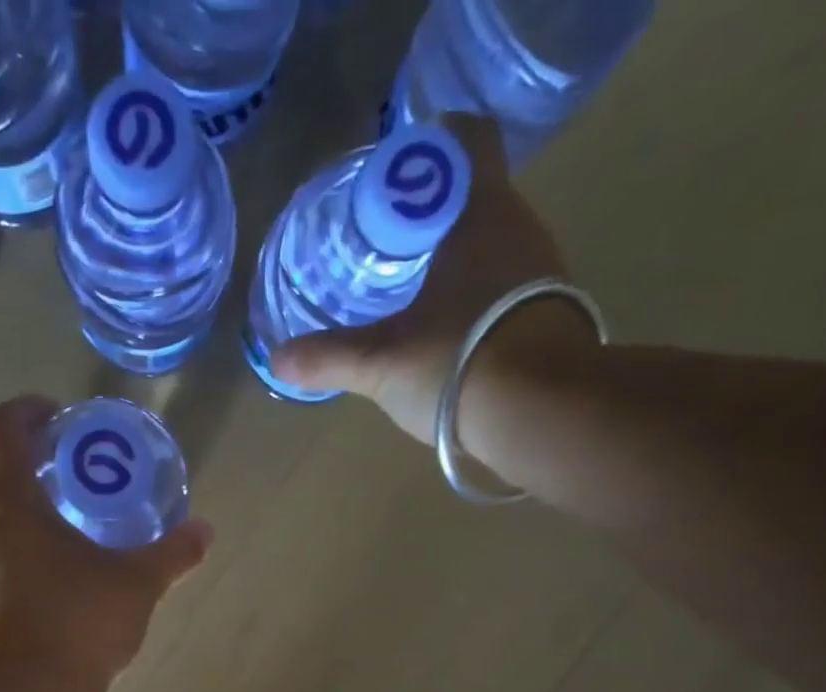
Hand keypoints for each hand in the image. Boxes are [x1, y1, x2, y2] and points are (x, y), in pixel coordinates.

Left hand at [0, 396, 213, 685]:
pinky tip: (31, 576)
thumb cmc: (80, 626)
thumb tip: (205, 532)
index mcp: (8, 502)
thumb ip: (172, 553)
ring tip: (45, 523)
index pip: (3, 427)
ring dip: (2, 505)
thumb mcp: (137, 585)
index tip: (57, 416)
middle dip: (16, 457)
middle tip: (57, 470)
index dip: (28, 410)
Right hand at [269, 114, 596, 444]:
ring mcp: (543, 274)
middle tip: (385, 245)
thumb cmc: (458, 363)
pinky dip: (476, 298)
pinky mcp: (550, 317)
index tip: (393, 179)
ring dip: (455, 260)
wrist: (541, 414)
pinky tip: (447, 333)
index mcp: (481, 215)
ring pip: (493, 246)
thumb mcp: (380, 362)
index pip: (466, 143)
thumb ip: (328, 358)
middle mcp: (520, 230)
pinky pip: (507, 289)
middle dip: (432, 215)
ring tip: (411, 293)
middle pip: (476, 198)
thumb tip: (276, 360)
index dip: (430, 148)